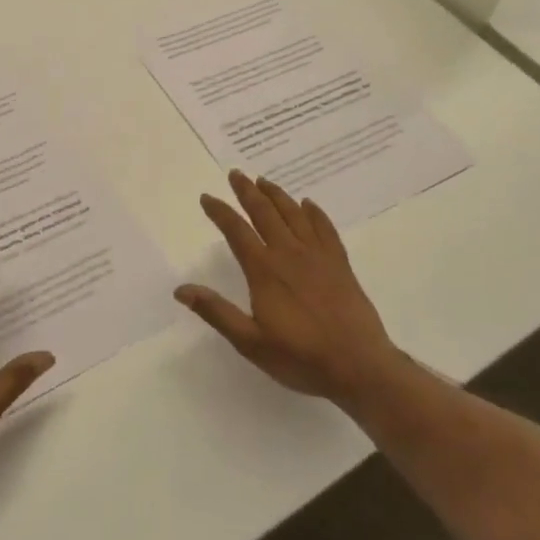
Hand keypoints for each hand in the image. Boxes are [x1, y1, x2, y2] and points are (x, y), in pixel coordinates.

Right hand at [177, 171, 402, 411]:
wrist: (358, 365)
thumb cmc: (300, 357)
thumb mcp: (250, 342)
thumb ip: (216, 312)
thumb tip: (181, 289)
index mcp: (264, 270)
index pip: (236, 231)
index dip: (220, 212)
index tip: (207, 197)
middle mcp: (289, 254)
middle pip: (265, 213)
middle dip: (247, 191)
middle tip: (236, 174)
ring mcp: (318, 256)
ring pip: (294, 214)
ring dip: (277, 195)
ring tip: (264, 181)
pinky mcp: (340, 263)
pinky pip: (325, 228)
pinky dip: (314, 212)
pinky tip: (308, 204)